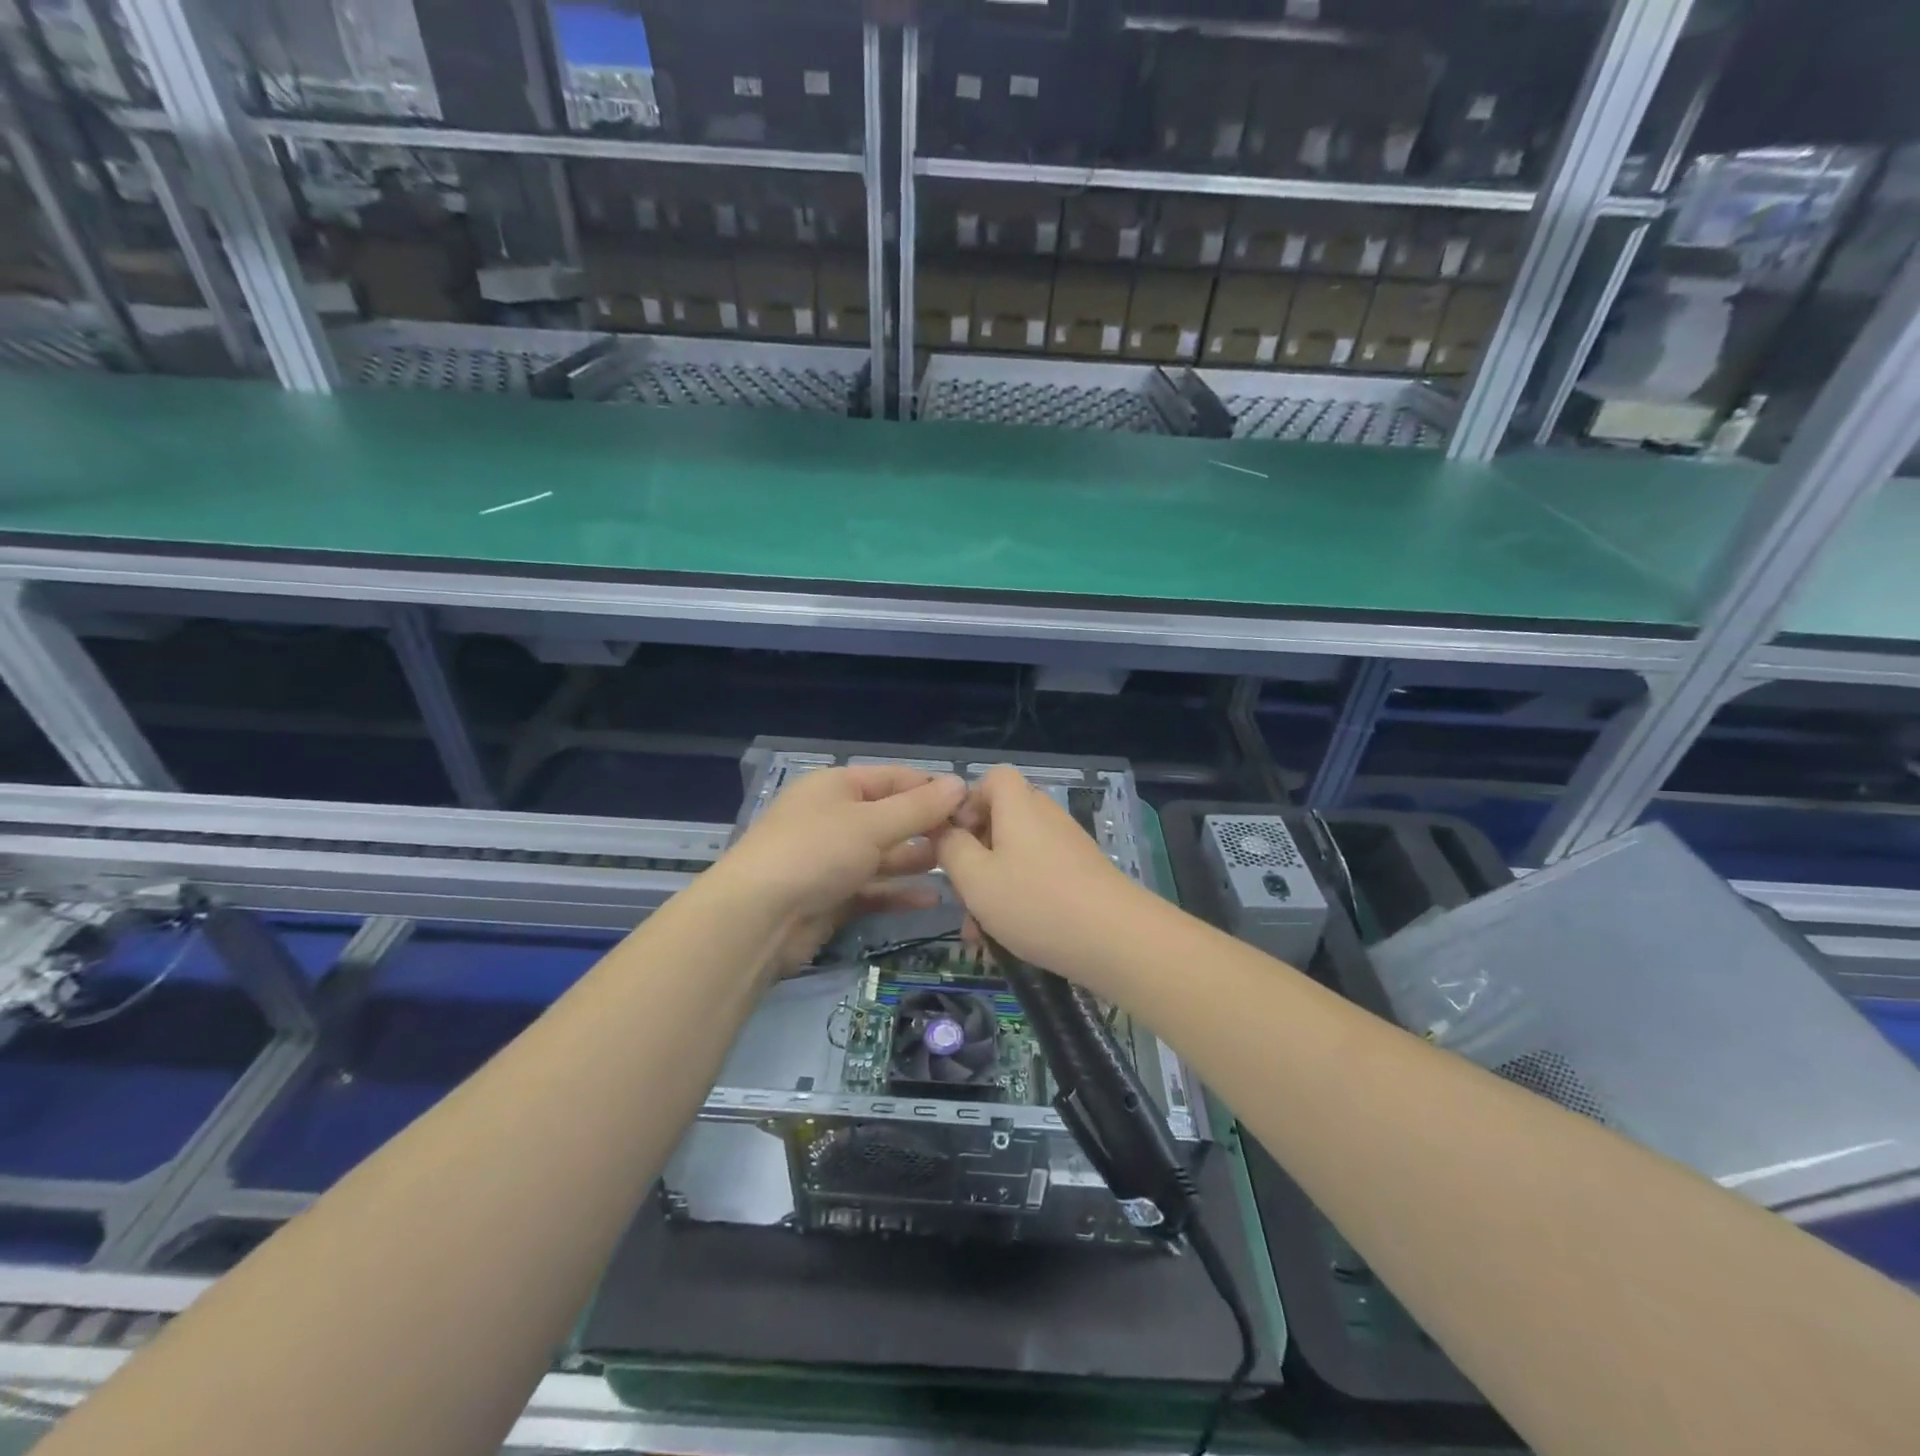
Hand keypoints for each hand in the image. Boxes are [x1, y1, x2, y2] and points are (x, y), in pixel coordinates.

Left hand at [718, 764, 967, 972]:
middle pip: (890, 817)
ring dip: (917, 859)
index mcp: (836, 787)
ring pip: (883, 855)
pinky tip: (932, 899)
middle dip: (928, 826)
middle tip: (971, 839)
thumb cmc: (816, 853)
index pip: (893, 778)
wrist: (757, 918)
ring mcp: (831, 860)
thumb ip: (918, 807)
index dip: (931, 787)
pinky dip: (899, 891)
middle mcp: (833, 818)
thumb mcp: (872, 823)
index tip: (970, 802)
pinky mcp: (831, 898)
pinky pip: (872, 889)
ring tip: (959, 866)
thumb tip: (959, 784)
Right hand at [936, 765, 1155, 984]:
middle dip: (975, 857)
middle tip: (961, 894)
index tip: (954, 840)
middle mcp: (1045, 817)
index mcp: (1019, 806)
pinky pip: (1038, 877)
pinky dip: (1019, 900)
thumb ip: (950, 849)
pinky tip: (1008, 942)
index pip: (993, 778)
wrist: (1117, 940)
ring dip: (993, 888)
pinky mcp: (1082, 875)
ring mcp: (1067, 846)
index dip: (967, 802)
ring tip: (979, 934)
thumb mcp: (975, 878)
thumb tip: (944, 830)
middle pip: (1002, 820)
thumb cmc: (1035, 902)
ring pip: (1016, 857)